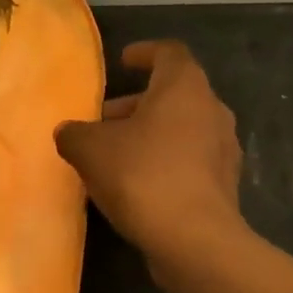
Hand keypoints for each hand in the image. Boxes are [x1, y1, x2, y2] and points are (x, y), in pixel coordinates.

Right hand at [54, 40, 245, 263]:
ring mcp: (223, 148)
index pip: (169, 53)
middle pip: (172, 94)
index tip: (124, 61)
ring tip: (113, 155)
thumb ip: (74, 133)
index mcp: (185, 87)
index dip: (144, 53)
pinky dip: (164, 161)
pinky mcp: (224, 183)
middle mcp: (212, 109)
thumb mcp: (91, 149)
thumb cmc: (142, 175)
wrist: (194, 240)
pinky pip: (189, 159)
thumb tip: (68, 132)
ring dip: (148, 134)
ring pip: (181, 128)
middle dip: (135, 104)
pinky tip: (136, 184)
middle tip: (102, 120)